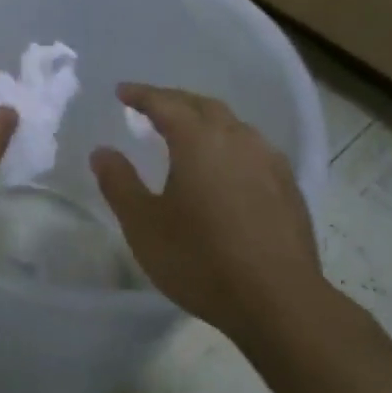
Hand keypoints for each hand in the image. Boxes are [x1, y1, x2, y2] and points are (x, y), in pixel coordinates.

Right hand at [91, 84, 322, 337]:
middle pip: (202, 105)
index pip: (165, 103)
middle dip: (174, 100)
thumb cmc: (201, 260)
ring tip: (187, 132)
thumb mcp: (144, 225)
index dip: (141, 95)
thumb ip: (119, 183)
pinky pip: (253, 148)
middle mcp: (237, 139)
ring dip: (205, 120)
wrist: (279, 301)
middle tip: (151, 106)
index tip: (122, 91)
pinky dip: (230, 144)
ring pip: (232, 124)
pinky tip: (227, 166)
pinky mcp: (288, 187)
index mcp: (198, 140)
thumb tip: (102, 152)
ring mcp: (269, 161)